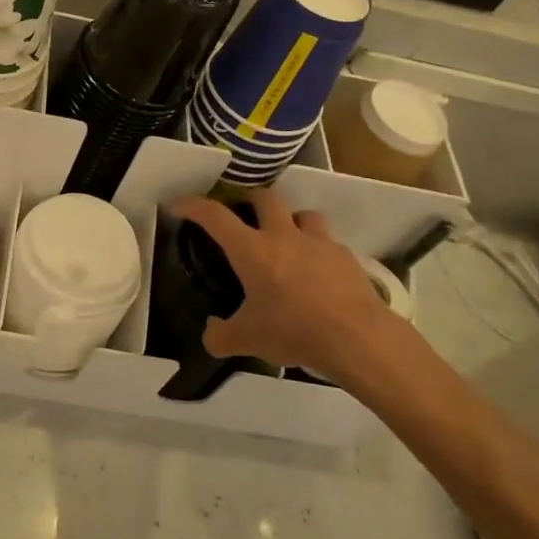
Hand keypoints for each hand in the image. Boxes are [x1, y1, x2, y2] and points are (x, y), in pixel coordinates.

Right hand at [170, 190, 411, 392]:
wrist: (357, 338)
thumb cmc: (294, 331)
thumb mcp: (247, 340)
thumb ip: (221, 335)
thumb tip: (212, 332)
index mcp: (252, 250)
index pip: (215, 216)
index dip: (193, 206)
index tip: (180, 205)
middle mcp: (284, 236)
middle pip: (266, 197)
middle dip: (250, 200)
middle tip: (243, 215)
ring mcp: (319, 243)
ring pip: (303, 214)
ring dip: (291, 220)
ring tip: (287, 240)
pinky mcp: (346, 258)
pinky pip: (328, 244)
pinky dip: (318, 252)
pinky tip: (317, 275)